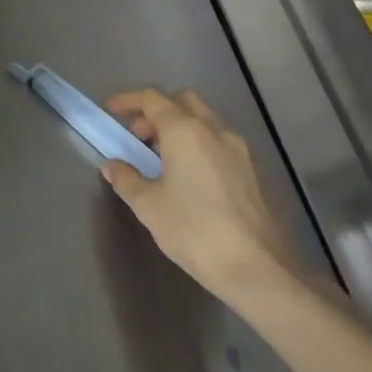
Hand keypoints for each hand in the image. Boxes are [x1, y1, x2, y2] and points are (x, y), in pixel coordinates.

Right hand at [100, 88, 304, 303]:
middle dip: (158, 111)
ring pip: (206, 121)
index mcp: (185, 131)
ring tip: (164, 159)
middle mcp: (215, 131)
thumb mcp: (148, 206)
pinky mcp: (256, 173)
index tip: (111, 112)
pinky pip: (221, 143)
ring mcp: (241, 151)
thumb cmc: (195, 231)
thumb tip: (112, 165)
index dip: (128, 101)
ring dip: (181, 128)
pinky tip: (192, 178)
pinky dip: (201, 145)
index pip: (152, 99)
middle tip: (140, 136)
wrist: (261, 272)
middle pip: (183, 101)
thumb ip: (126, 178)